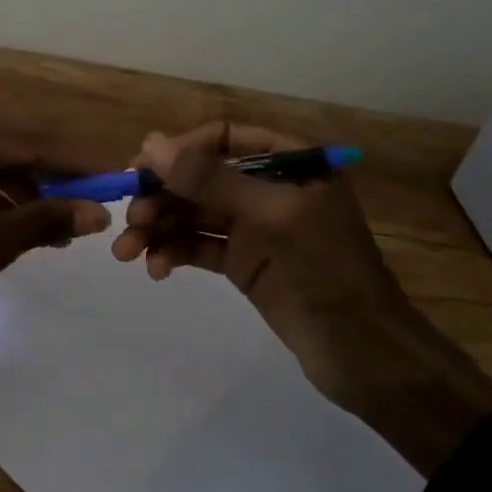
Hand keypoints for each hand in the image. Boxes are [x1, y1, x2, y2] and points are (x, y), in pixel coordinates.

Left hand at [0, 114, 111, 352]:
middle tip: (86, 211)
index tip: (111, 180)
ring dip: (20, 197)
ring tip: (55, 232)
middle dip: (48, 184)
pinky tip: (14, 230)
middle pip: (8, 154)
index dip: (74, 166)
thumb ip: (45, 220)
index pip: (30, 145)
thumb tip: (98, 213)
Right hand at [111, 121, 491, 475]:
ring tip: (127, 252)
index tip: (140, 169)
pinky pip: (199, 246)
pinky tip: (157, 269)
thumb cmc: (327, 270)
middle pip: (201, 177)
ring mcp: (255, 228)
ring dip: (159, 228)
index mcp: (289, 163)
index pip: (223, 137)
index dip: (180, 150)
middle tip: (130, 220)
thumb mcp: (272, 216)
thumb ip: (211, 179)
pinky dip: (174, 253)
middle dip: (162, 196)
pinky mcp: (244, 263)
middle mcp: (268, 188)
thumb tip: (150, 143)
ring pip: (194, 214)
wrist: (364, 353)